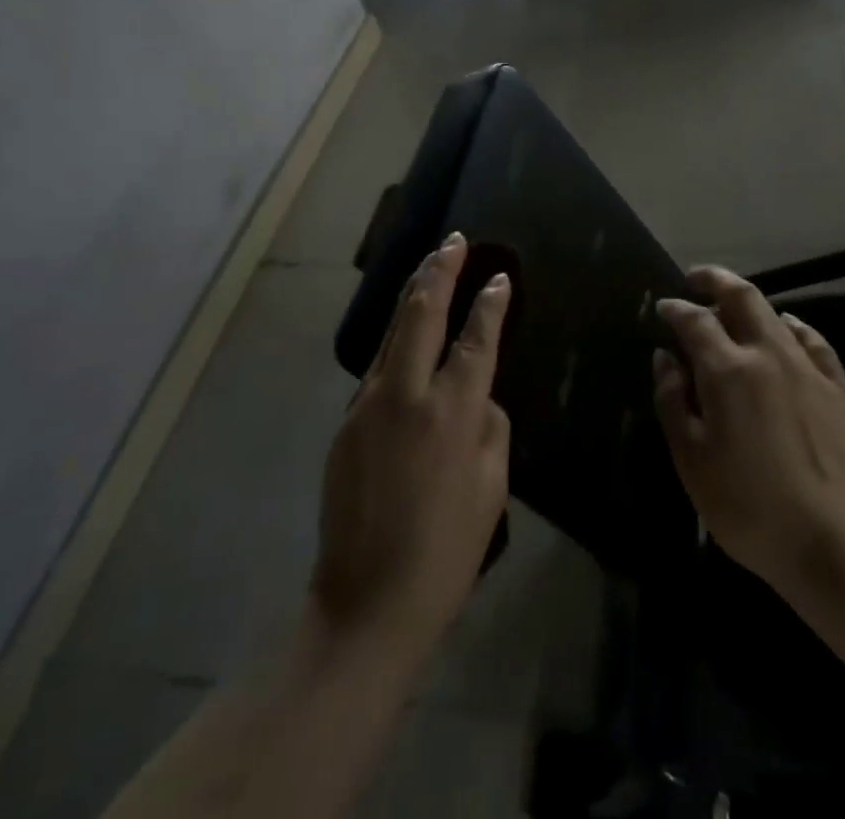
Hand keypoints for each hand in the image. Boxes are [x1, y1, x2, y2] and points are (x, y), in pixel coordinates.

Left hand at [308, 232, 510, 666]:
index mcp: (451, 410)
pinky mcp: (346, 423)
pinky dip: (396, 335)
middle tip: (453, 241)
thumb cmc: (446, 550)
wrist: (366, 604)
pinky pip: (377, 365)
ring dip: (413, 293)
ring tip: (430, 265)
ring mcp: (368, 404)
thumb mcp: (492, 487)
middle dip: (439, 270)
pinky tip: (406, 330)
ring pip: (392, 331)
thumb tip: (478, 394)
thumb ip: (490, 426)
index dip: (489, 303)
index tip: (498, 277)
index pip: (476, 338)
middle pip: (421, 312)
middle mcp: (406, 393)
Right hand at [653, 267, 844, 594]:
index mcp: (728, 370)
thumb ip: (672, 400)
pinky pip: (812, 339)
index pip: (695, 321)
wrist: (830, 541)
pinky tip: (785, 328)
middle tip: (695, 278)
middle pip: (740, 296)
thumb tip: (665, 357)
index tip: (662, 308)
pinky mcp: (835, 386)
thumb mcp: (691, 459)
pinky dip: (792, 325)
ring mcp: (806, 366)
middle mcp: (767, 354)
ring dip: (746, 301)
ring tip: (729, 308)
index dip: (675, 309)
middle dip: (714, 279)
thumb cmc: (746, 505)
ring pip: (774, 313)